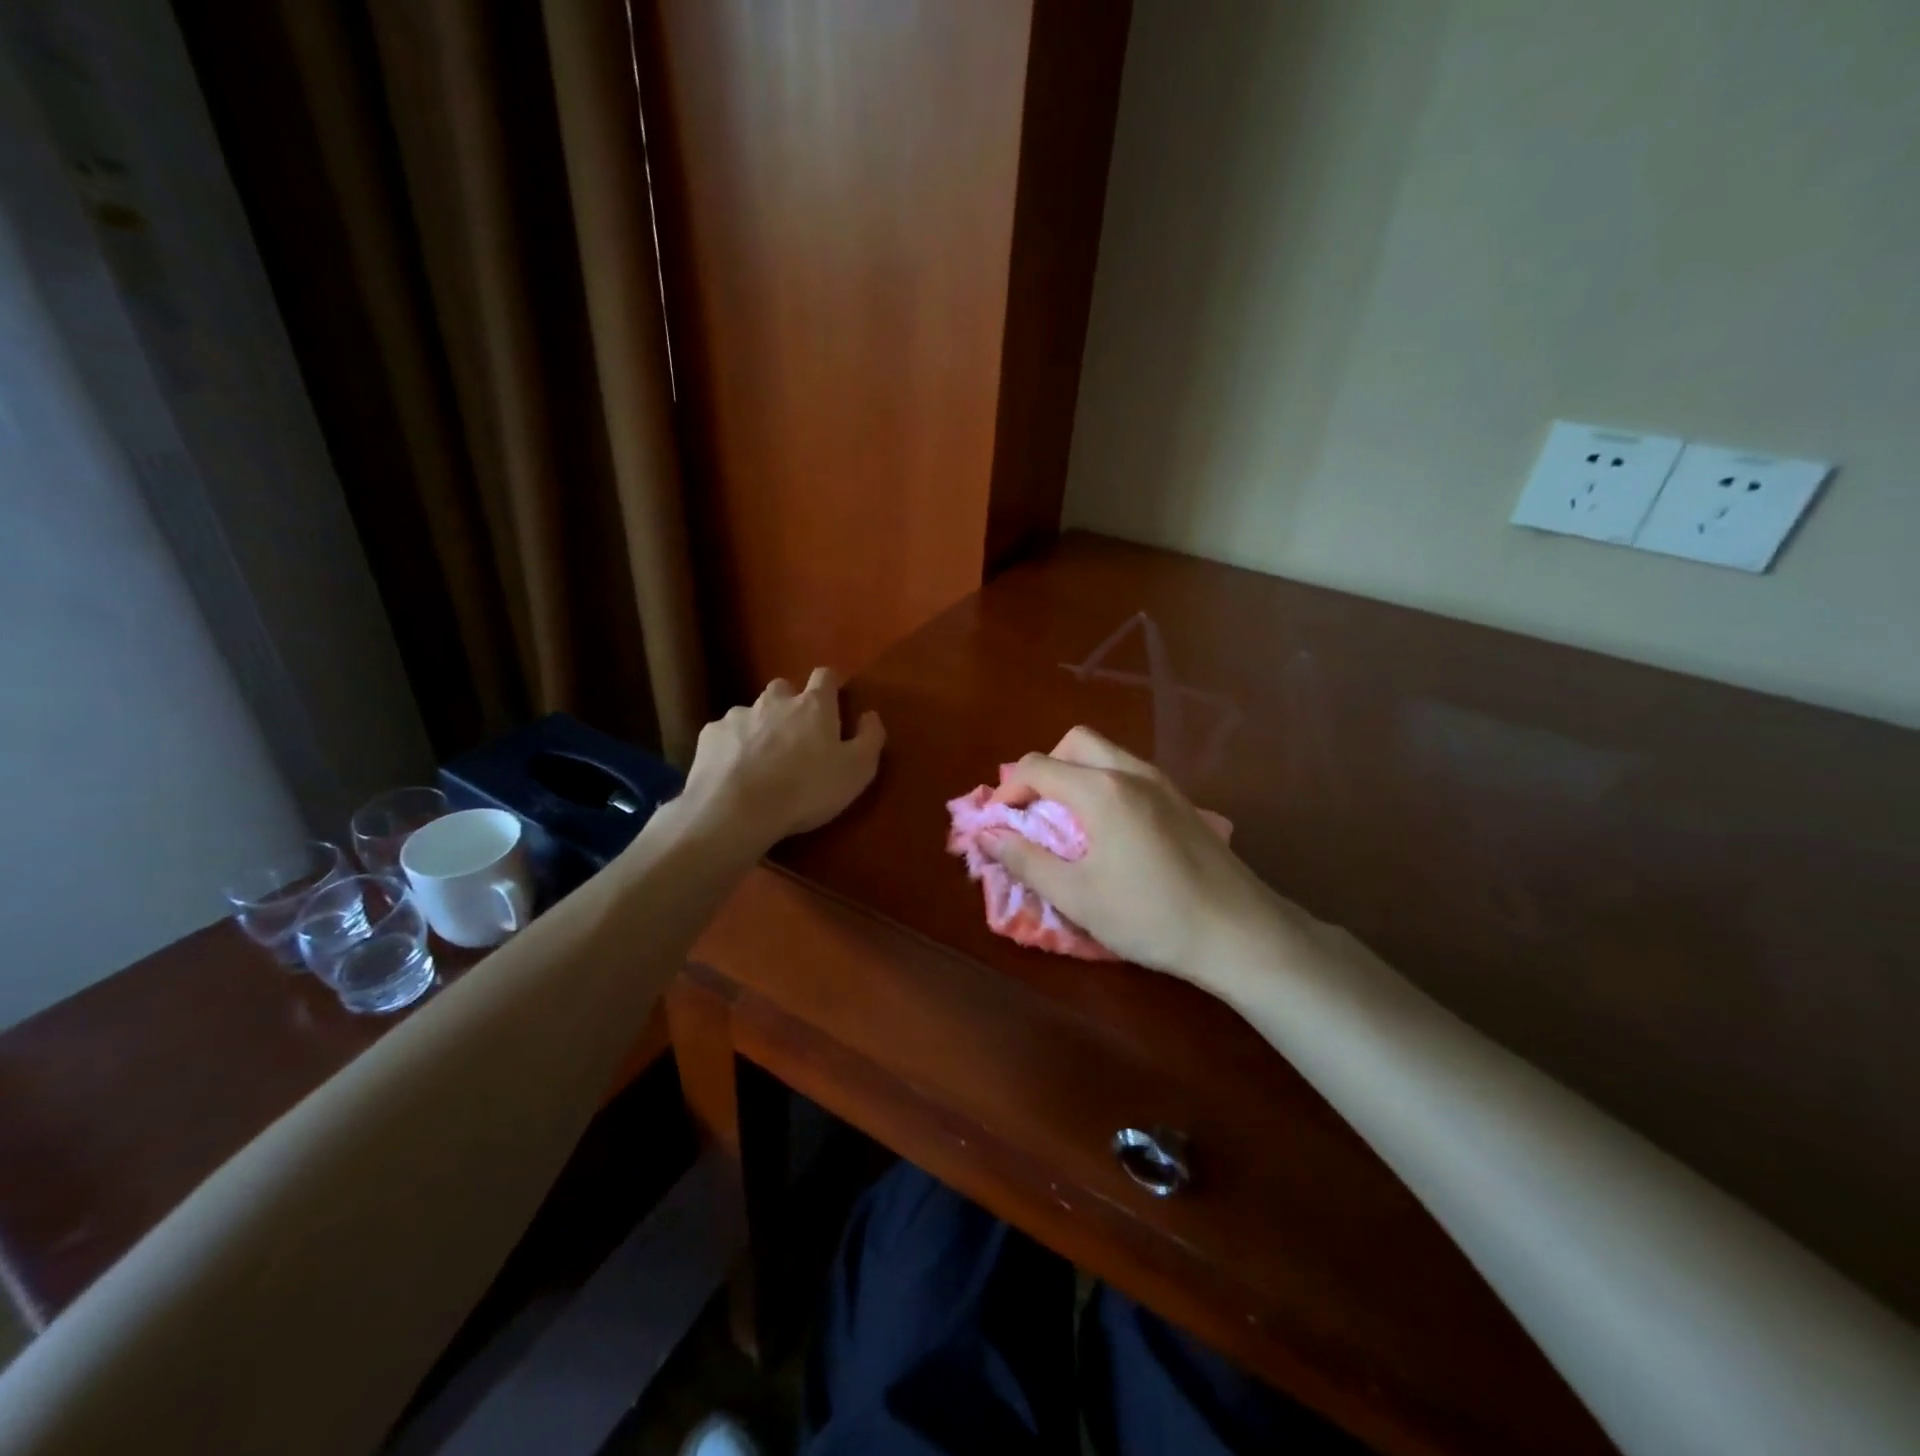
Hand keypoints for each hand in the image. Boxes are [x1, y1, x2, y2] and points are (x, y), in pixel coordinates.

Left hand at [681, 668, 884, 850]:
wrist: (737, 810)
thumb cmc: (807, 790)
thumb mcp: (857, 770)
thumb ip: (870, 738)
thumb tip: (870, 714)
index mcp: (813, 706)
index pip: (825, 676)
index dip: (831, 684)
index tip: (835, 699)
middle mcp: (775, 701)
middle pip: (784, 688)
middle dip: (791, 703)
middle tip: (796, 734)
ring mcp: (738, 715)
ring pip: (752, 711)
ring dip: (760, 726)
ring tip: (762, 759)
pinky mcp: (710, 735)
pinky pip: (725, 733)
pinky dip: (732, 746)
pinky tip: (733, 771)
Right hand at [981, 727, 1279, 980]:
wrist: (1240, 933)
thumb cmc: (1150, 916)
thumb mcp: (1076, 896)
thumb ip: (1026, 860)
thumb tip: (988, 835)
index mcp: (1101, 790)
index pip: (1037, 767)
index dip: (1006, 791)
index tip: (997, 825)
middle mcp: (1131, 772)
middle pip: (1074, 743)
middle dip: (1044, 770)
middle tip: (1034, 812)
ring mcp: (1163, 783)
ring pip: (1106, 755)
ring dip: (1075, 776)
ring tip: (1067, 824)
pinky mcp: (1182, 801)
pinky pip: (1129, 774)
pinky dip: (1104, 786)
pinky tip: (1109, 833)